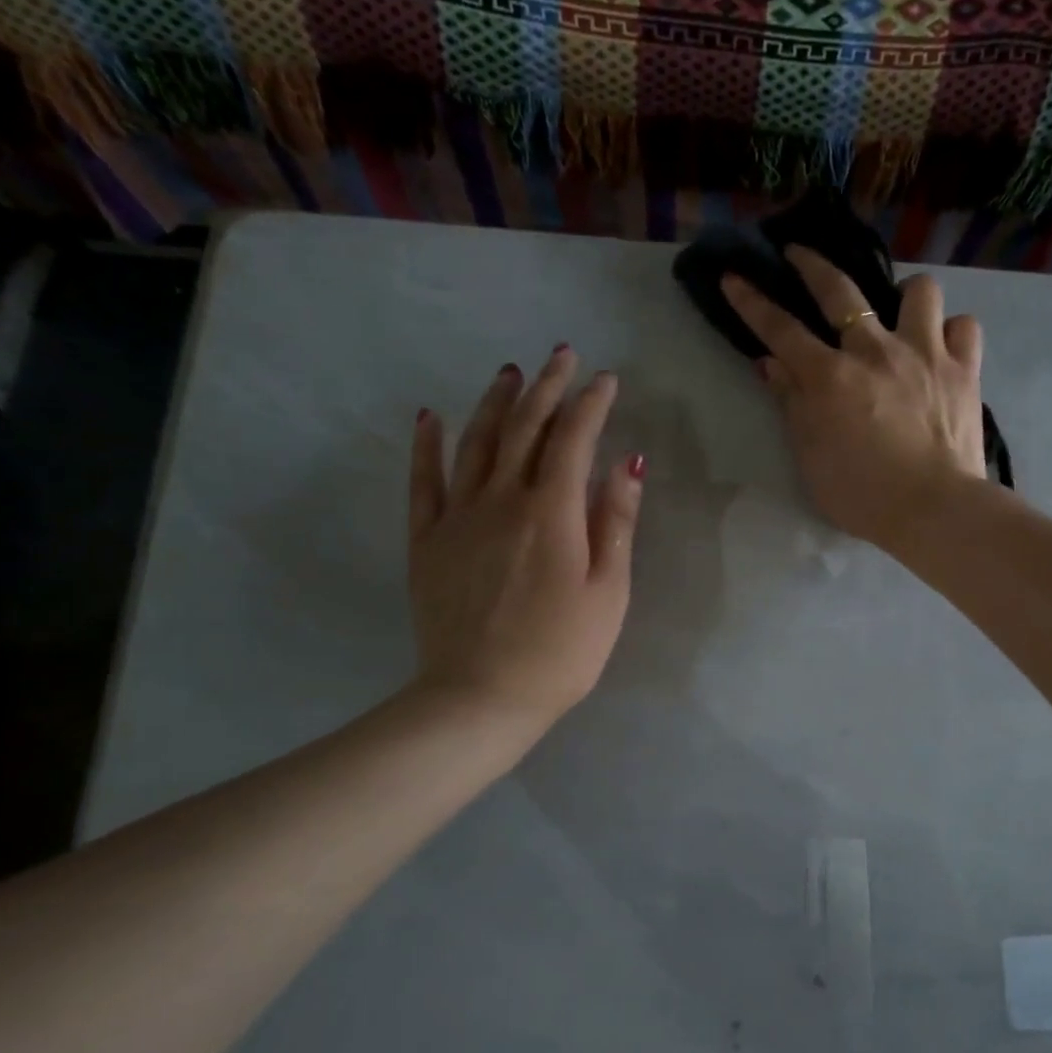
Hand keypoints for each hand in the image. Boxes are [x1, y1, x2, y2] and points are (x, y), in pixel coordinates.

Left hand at [407, 346, 643, 733]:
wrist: (481, 697)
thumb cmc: (561, 651)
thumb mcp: (609, 591)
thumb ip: (615, 522)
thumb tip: (627, 461)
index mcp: (552, 512)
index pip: (573, 439)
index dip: (591, 404)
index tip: (606, 379)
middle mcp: (501, 499)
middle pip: (524, 428)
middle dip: (547, 387)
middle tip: (561, 355)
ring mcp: (457, 516)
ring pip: (476, 443)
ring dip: (494, 402)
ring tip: (510, 373)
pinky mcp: (427, 540)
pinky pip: (423, 481)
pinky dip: (427, 445)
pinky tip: (429, 417)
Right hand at [722, 246, 986, 552]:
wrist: (934, 510)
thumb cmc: (863, 495)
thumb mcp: (811, 457)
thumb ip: (792, 405)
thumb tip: (772, 363)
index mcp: (831, 378)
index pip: (781, 330)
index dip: (753, 302)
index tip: (734, 276)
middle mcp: (876, 351)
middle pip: (840, 291)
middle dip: (812, 264)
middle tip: (799, 253)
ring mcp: (926, 354)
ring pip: (919, 291)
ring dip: (905, 295)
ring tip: (901, 313)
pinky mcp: (965, 369)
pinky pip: (963, 326)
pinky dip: (951, 331)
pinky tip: (943, 347)